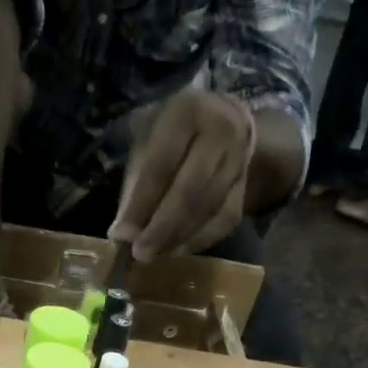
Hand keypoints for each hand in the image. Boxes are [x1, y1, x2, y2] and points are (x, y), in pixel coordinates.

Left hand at [112, 89, 256, 262]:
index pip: (161, 166)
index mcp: (187, 112)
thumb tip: (124, 234)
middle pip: (191, 190)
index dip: (141, 204)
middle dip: (162, 228)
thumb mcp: (145, 143)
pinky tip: (175, 250)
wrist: (219, 120)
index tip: (121, 235)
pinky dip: (198, 240)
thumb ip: (135, 185)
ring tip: (153, 255)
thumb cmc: (169, 133)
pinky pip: (224, 220)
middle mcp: (222, 130)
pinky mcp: (246, 184)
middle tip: (140, 254)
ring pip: (209, 208)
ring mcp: (240, 158)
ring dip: (178, 237)